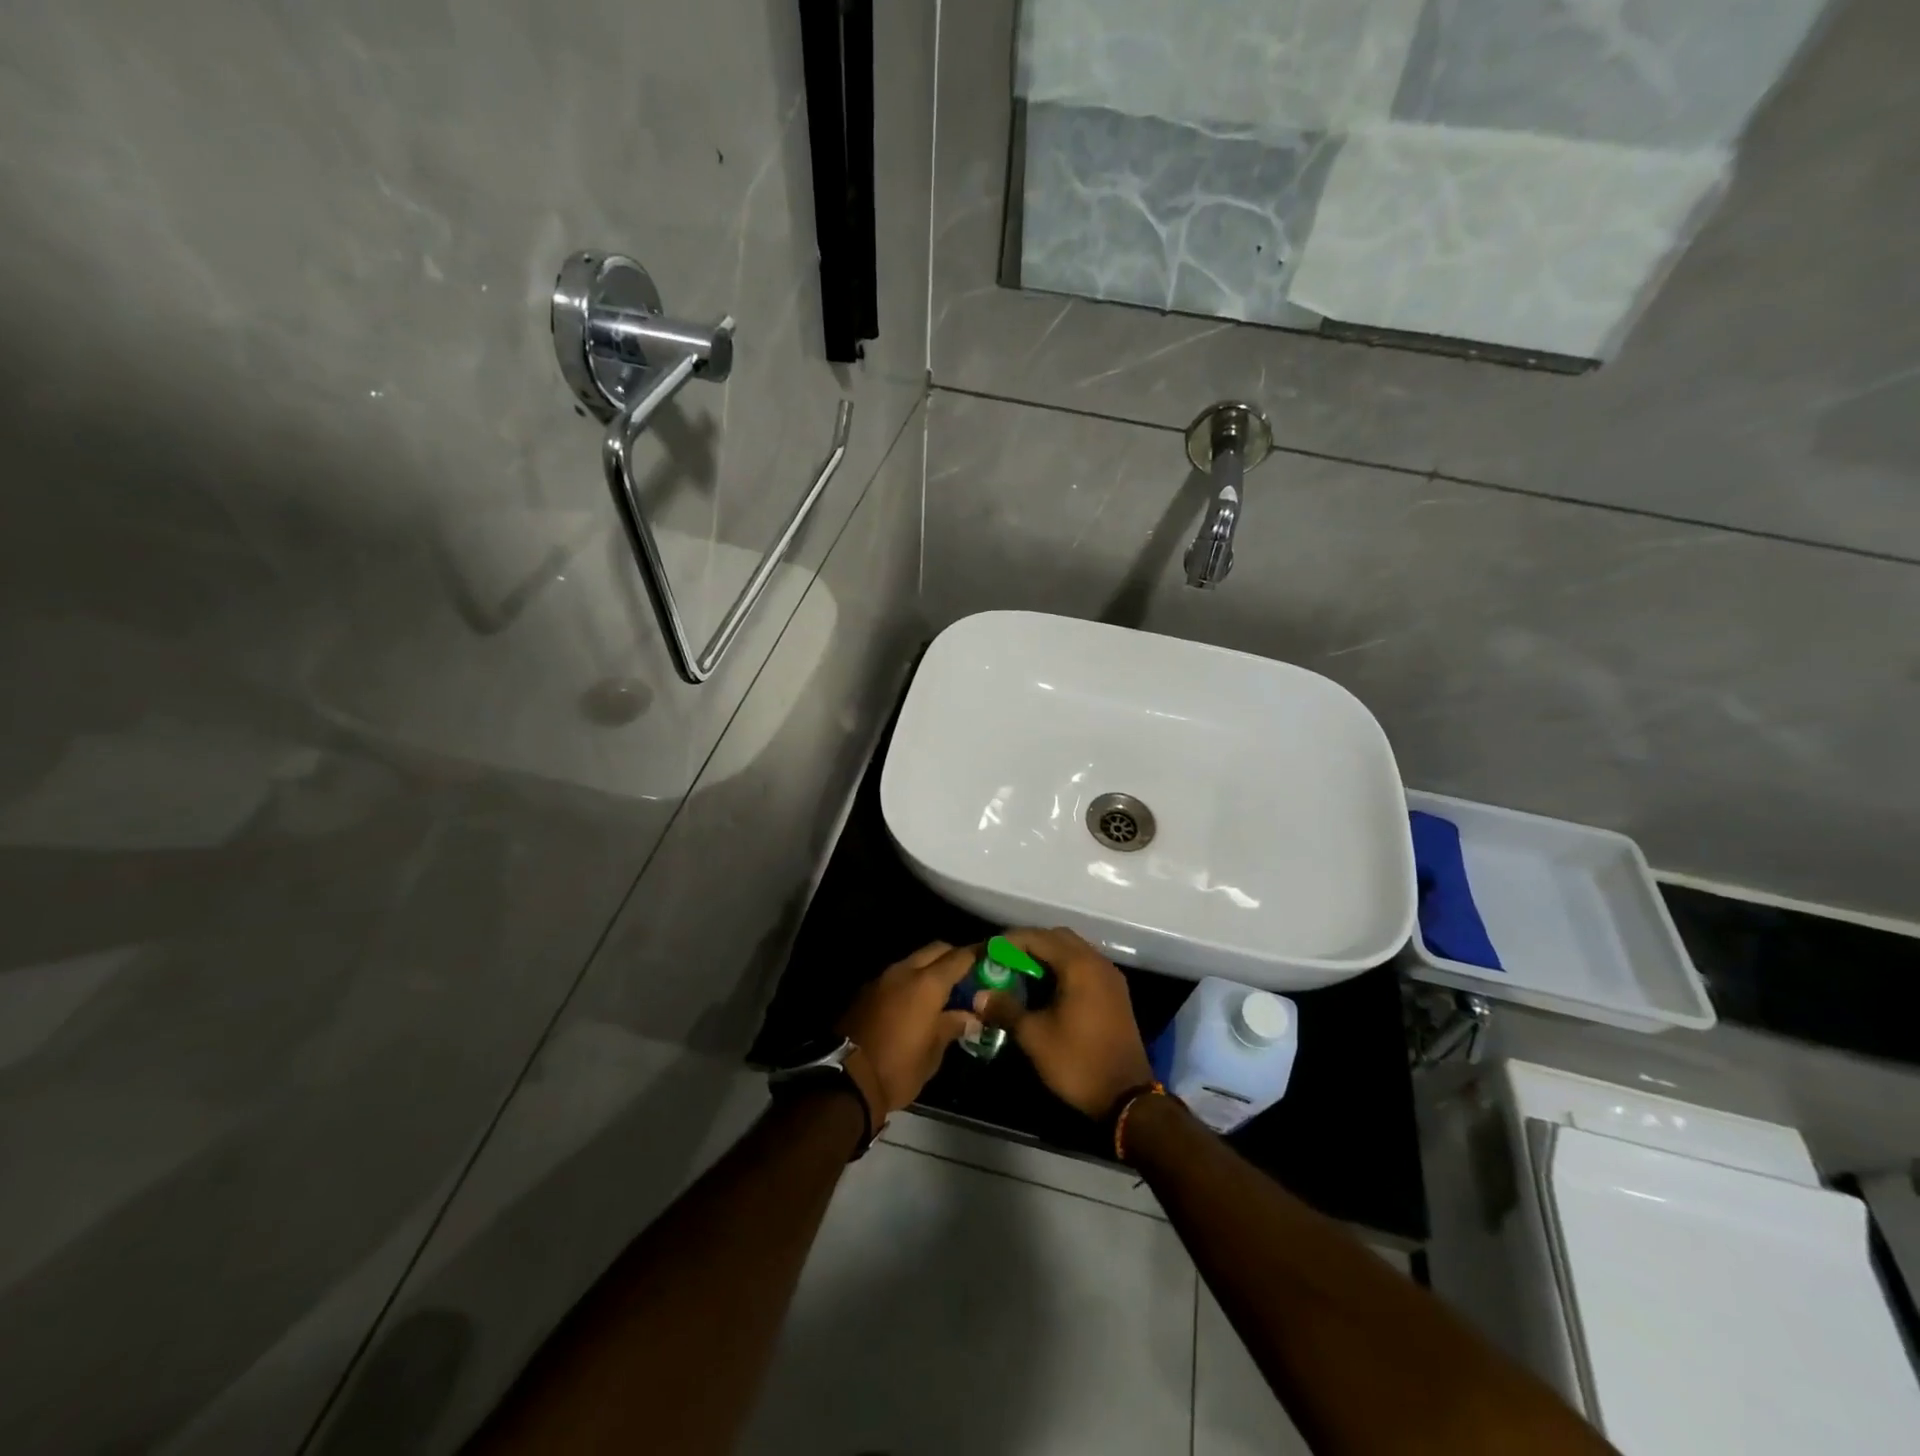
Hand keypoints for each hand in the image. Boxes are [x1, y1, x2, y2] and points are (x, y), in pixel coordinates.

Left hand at [837, 942, 976, 1120]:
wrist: (845, 1080)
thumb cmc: (898, 1068)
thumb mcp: (933, 1052)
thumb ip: (953, 1025)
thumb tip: (972, 1016)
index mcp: (927, 983)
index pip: (960, 957)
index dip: (978, 956)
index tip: (992, 960)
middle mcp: (904, 971)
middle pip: (936, 950)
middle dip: (954, 957)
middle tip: (969, 977)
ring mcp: (882, 978)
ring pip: (914, 960)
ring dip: (930, 968)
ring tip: (944, 992)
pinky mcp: (866, 991)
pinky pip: (896, 976)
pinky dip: (911, 981)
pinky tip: (917, 1003)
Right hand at [975, 927, 1153, 1118]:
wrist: (1126, 1097)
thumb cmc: (1077, 1062)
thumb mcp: (1034, 1036)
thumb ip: (1006, 1008)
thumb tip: (980, 996)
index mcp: (1079, 966)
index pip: (1038, 937)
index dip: (1010, 942)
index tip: (989, 954)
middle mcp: (1097, 962)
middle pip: (1058, 937)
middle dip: (1029, 944)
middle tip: (1005, 961)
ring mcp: (1110, 976)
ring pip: (1073, 950)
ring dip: (1047, 955)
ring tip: (1022, 974)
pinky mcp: (1116, 992)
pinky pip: (1085, 965)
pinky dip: (1064, 967)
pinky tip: (1047, 989)